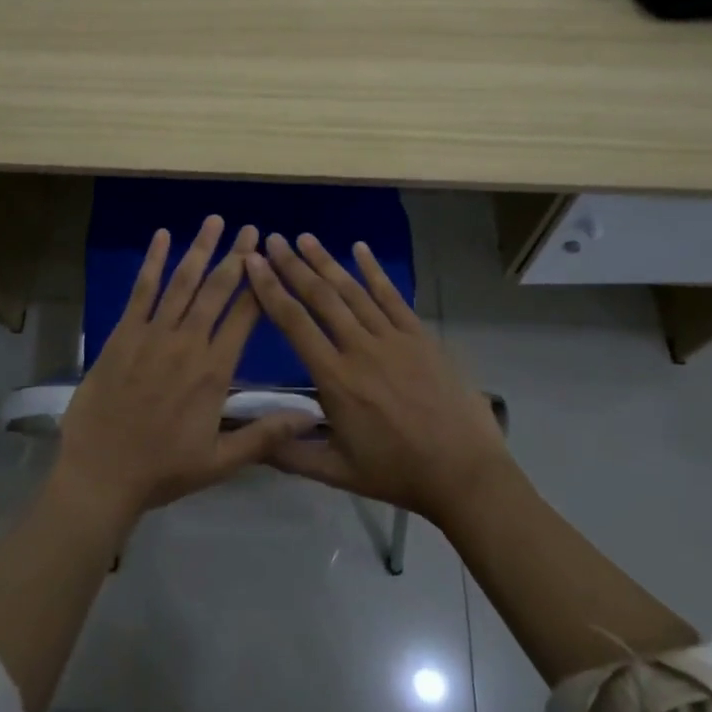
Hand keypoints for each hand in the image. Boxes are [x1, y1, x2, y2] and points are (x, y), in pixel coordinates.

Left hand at [54, 216, 311, 529]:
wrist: (101, 475)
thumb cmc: (162, 470)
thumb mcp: (221, 462)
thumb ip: (265, 435)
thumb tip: (311, 415)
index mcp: (214, 372)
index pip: (244, 318)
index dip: (260, 286)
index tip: (272, 261)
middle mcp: (187, 344)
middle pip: (217, 291)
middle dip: (236, 257)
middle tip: (251, 229)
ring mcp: (152, 335)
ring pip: (182, 283)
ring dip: (200, 249)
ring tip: (215, 221)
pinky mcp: (123, 335)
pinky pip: (141, 291)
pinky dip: (153, 262)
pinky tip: (163, 237)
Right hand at [244, 232, 509, 525]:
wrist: (463, 472)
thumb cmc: (397, 472)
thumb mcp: (336, 472)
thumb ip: (289, 453)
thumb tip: (247, 438)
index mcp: (336, 379)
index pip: (294, 324)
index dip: (270, 289)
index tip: (254, 262)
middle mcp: (360, 348)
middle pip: (321, 297)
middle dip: (294, 266)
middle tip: (274, 239)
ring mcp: (393, 338)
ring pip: (353, 291)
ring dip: (326, 262)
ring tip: (305, 238)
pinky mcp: (419, 336)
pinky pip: (392, 296)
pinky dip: (374, 271)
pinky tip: (359, 248)